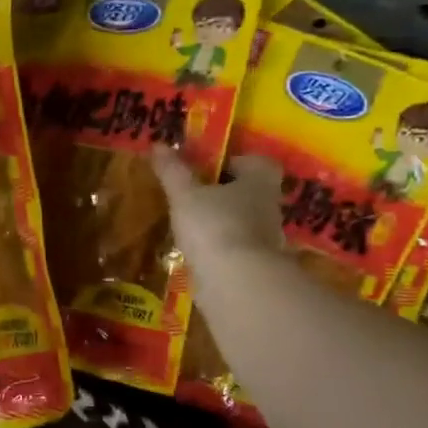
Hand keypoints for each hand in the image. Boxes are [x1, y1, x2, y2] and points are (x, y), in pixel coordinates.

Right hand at [153, 150, 285, 299]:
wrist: (236, 283)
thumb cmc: (214, 226)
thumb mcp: (185, 195)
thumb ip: (172, 171)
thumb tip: (158, 144)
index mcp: (260, 182)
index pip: (257, 162)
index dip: (235, 161)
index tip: (208, 167)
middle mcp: (269, 207)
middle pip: (250, 192)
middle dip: (225, 193)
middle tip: (193, 195)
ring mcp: (266, 240)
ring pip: (243, 222)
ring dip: (221, 222)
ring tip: (189, 225)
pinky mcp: (255, 267)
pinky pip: (236, 250)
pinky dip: (219, 249)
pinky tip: (195, 253)